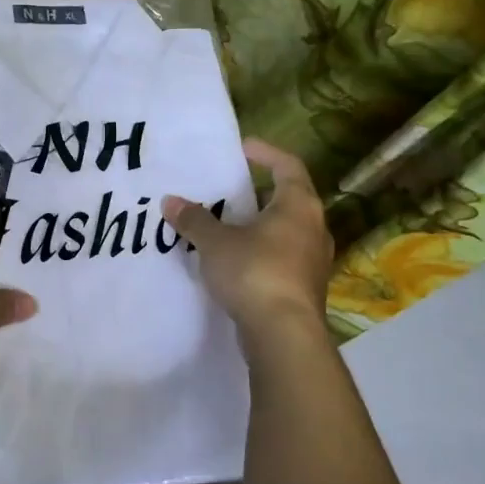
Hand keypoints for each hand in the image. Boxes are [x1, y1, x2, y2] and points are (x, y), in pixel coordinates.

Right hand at [164, 139, 334, 338]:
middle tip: (227, 192)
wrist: (284, 335)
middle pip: (288, 200)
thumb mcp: (215, 242)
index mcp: (299, 206)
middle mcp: (314, 229)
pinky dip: (260, 253)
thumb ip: (194, 220)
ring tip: (226, 227)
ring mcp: (313, 261)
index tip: (242, 148)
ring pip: (285, 232)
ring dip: (258, 227)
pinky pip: (282, 258)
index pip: (288, 166)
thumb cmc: (254, 273)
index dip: (266, 153)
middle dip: (257, 194)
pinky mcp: (305, 288)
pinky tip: (235, 262)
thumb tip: (170, 201)